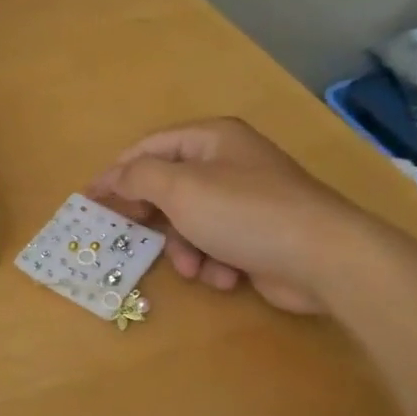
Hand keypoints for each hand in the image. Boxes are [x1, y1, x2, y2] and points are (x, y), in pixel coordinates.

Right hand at [86, 117, 364, 314]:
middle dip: (154, 218)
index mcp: (211, 139)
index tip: (90, 200)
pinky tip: (226, 276)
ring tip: (194, 267)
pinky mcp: (259, 234)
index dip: (116, 172)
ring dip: (184, 248)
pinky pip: (217, 244)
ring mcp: (246, 200)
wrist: (325, 258)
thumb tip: (113, 178)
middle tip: (131, 236)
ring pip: (190, 222)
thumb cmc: (244, 213)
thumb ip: (137, 177)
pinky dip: (214, 262)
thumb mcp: (179, 188)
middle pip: (168, 187)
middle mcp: (228, 163)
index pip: (148, 148)